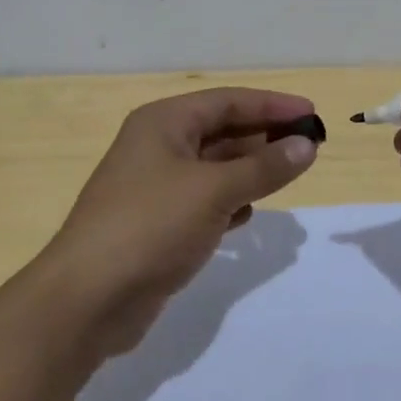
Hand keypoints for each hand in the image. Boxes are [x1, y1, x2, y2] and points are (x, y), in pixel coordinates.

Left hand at [40, 88, 319, 360]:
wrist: (87, 300)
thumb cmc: (151, 226)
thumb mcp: (214, 191)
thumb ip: (264, 167)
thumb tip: (307, 146)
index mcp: (164, 122)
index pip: (228, 101)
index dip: (272, 105)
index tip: (312, 114)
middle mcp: (157, 146)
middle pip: (221, 130)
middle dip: (264, 137)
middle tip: (308, 147)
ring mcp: (155, 186)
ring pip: (214, 167)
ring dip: (250, 170)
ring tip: (289, 175)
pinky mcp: (157, 223)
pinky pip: (204, 200)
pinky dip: (229, 201)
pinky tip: (249, 213)